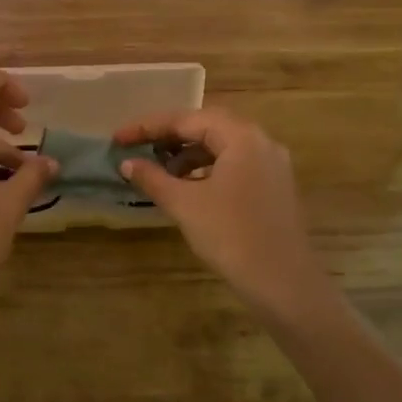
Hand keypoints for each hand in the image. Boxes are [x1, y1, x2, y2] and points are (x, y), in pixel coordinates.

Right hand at [114, 109, 331, 316]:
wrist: (283, 282)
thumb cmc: (231, 236)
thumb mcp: (184, 204)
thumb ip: (153, 178)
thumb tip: (127, 163)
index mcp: (241, 136)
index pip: (187, 119)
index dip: (148, 127)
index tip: (118, 138)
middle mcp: (261, 142)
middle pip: (207, 127)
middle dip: (169, 136)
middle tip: (138, 148)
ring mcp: (272, 165)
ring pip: (222, 147)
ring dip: (188, 154)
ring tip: (159, 171)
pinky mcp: (275, 188)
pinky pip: (235, 165)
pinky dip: (207, 170)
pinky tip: (188, 188)